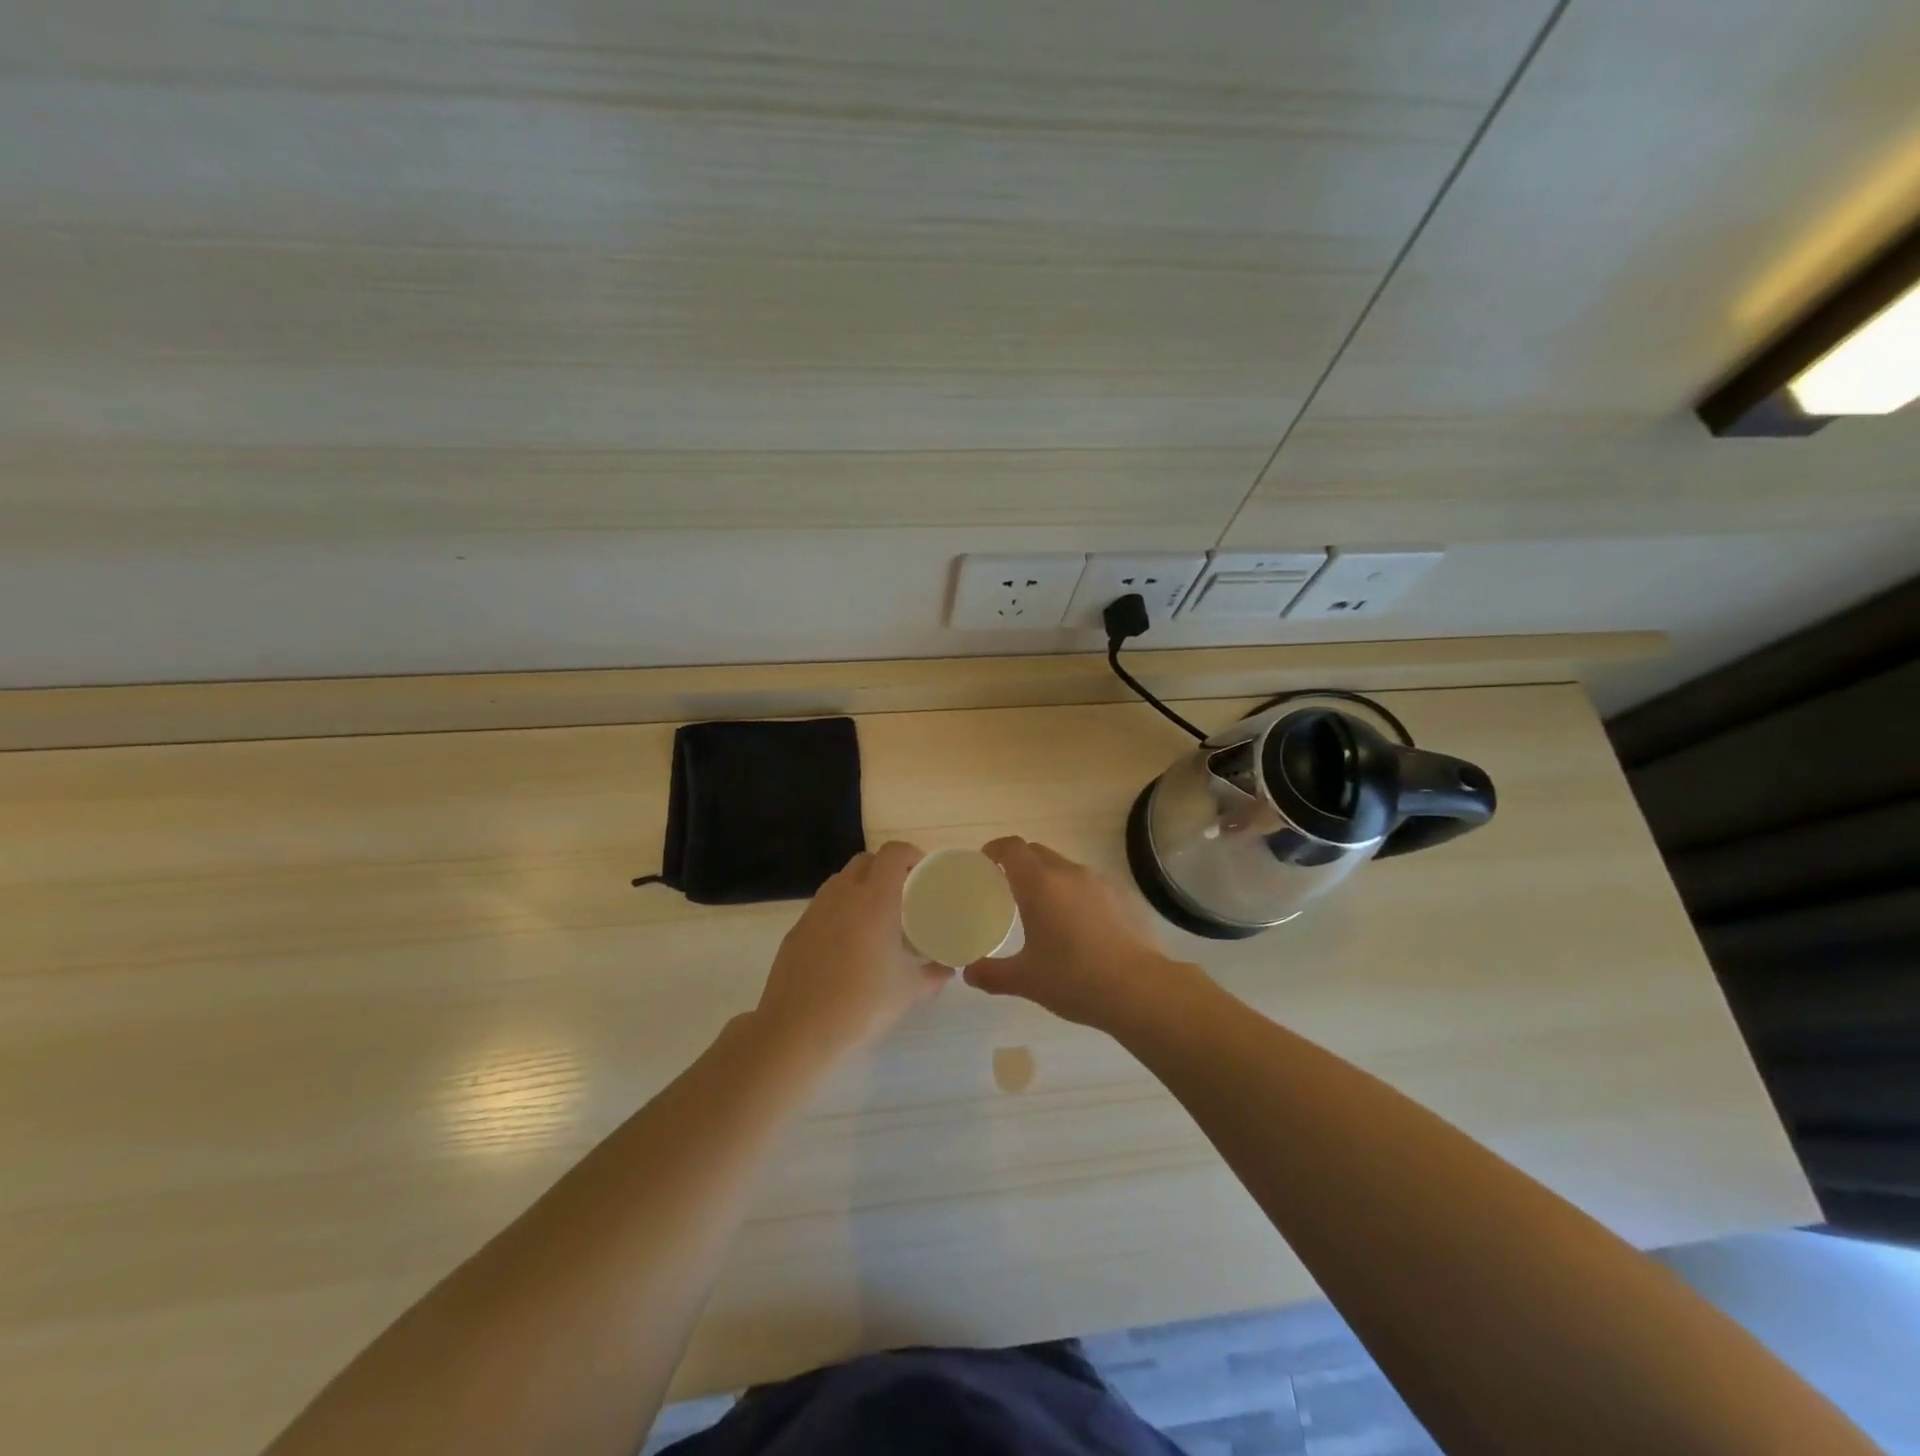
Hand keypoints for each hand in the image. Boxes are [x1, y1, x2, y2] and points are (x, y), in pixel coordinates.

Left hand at [755, 841, 950, 1061]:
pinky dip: (839, 910)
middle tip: (903, 894)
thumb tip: (947, 970)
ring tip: (875, 916)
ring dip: (860, 886)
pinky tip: (847, 942)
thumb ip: (932, 975)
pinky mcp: (796, 930)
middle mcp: (843, 895)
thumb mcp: (908, 991)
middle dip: (886, 868)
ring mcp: (815, 911)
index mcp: (874, 900)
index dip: (910, 854)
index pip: (893, 854)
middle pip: (865, 861)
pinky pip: (823, 905)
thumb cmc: (861, 1005)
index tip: (923, 872)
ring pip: (840, 881)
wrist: (797, 1031)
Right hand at [965, 837, 1185, 1031]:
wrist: (1139, 989)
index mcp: (1039, 884)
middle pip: (1038, 853)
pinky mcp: (1125, 897)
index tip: (986, 862)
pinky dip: (1078, 896)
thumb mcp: (1025, 980)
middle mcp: (1069, 873)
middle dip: (1020, 863)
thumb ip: (992, 973)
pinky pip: (1092, 886)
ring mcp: (1101, 882)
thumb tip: (968, 973)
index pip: (1012, 848)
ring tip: (1045, 911)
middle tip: (1009, 888)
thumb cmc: (1074, 979)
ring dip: (1050, 880)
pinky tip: (1082, 928)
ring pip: (1066, 869)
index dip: (996, 850)